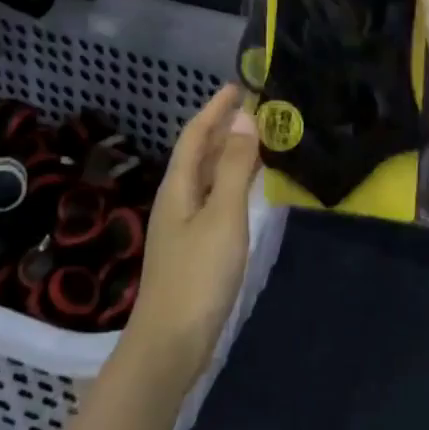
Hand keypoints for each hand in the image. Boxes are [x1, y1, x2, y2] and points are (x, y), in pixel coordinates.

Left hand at [123, 85, 259, 393]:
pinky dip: (232, 182)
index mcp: (178, 186)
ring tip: (258, 139)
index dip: (215, 108)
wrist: (170, 343)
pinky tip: (248, 189)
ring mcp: (183, 225)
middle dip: (223, 127)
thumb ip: (236, 168)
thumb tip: (245, 118)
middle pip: (199, 153)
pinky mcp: (193, 247)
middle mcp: (176, 199)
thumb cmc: (198, 275)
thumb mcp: (223, 216)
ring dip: (229, 154)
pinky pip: (214, 198)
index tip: (238, 86)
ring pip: (207, 176)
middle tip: (257, 108)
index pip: (195, 134)